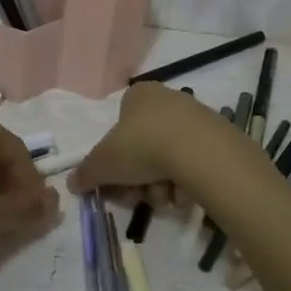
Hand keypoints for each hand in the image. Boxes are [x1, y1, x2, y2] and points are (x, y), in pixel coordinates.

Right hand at [68, 81, 237, 204]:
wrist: (199, 152)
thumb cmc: (142, 146)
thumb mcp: (102, 163)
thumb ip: (85, 173)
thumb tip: (72, 183)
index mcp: (138, 95)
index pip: (119, 127)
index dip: (114, 159)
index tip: (115, 181)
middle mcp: (168, 100)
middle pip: (143, 149)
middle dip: (138, 178)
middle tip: (137, 195)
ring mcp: (195, 119)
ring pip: (167, 161)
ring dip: (160, 185)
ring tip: (164, 194)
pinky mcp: (218, 140)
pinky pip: (192, 167)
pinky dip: (185, 184)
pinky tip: (186, 192)